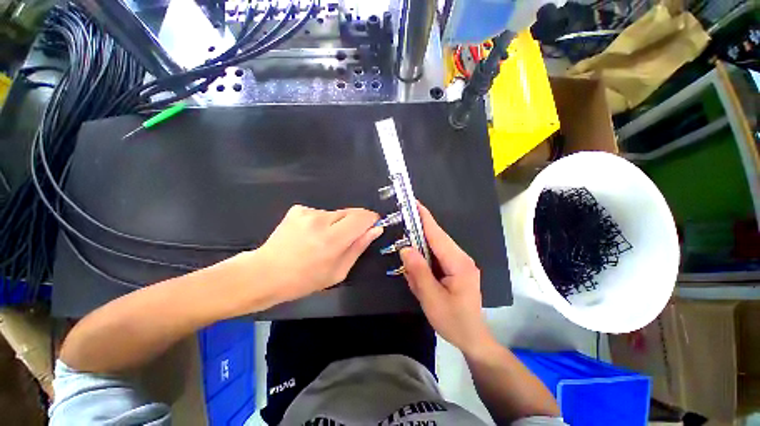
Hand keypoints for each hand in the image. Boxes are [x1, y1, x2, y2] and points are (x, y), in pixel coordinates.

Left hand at [256, 205, 382, 303]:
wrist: (265, 273)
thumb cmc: (305, 280)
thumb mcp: (338, 272)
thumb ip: (359, 247)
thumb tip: (376, 229)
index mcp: (333, 239)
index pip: (363, 217)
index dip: (371, 219)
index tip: (372, 226)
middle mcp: (321, 220)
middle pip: (351, 212)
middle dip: (353, 223)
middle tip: (343, 240)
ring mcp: (307, 212)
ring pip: (336, 213)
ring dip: (336, 224)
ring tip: (321, 240)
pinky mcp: (298, 209)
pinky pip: (320, 213)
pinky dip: (321, 222)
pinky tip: (309, 235)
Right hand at [400, 203, 492, 354]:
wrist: (473, 339)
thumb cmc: (454, 321)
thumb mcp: (432, 299)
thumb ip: (418, 272)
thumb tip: (405, 248)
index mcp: (458, 263)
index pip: (437, 234)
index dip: (424, 217)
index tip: (413, 203)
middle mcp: (460, 258)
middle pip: (436, 238)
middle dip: (417, 234)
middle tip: (401, 233)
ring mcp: (459, 263)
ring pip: (434, 248)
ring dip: (419, 252)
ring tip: (410, 268)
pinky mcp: (455, 269)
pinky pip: (436, 258)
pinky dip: (424, 262)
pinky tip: (419, 276)